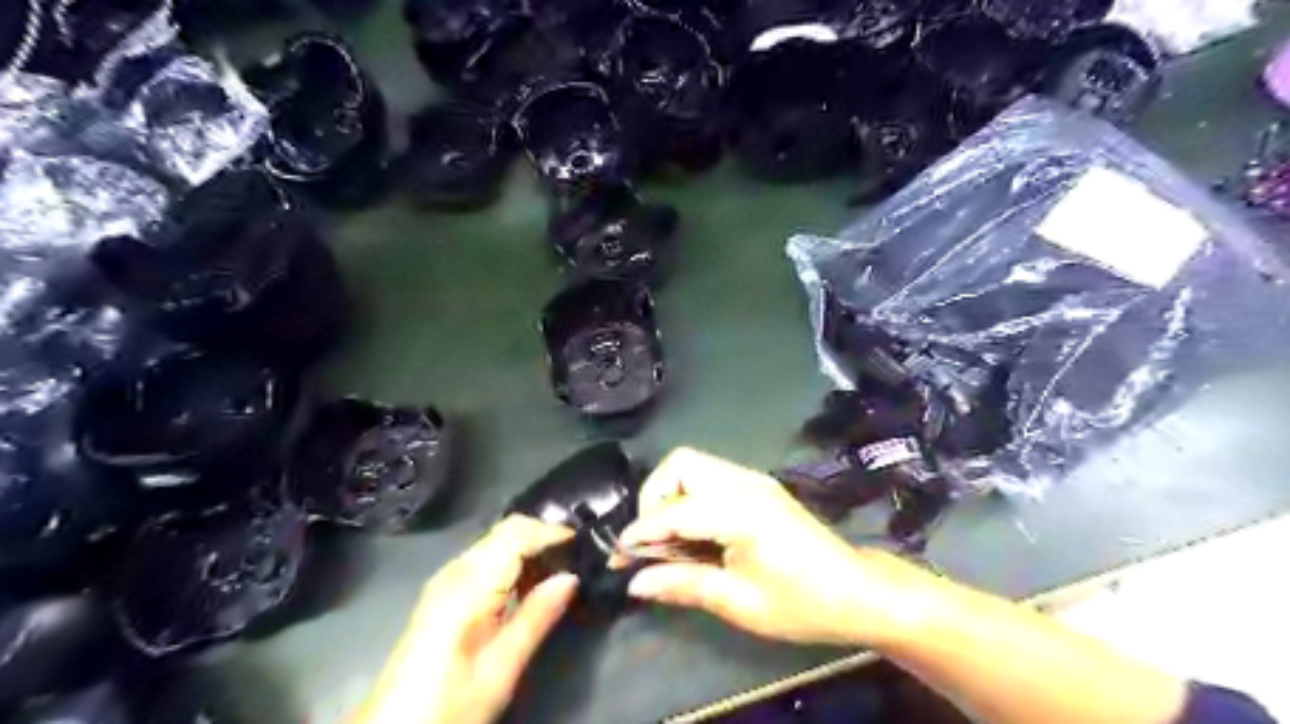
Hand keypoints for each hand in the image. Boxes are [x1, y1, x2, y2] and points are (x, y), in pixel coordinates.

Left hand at [352, 515, 572, 722]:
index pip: (517, 534)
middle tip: (578, 556)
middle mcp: (455, 570)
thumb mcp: (501, 668)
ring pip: (497, 542)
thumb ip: (537, 617)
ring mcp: (446, 579)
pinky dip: (513, 561)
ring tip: (561, 570)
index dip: (552, 532)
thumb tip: (572, 577)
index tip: (584, 544)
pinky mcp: (444, 591)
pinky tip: (529, 585)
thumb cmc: (451, 703)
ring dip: (530, 548)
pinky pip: (486, 559)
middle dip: (543, 536)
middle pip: (506, 531)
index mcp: (470, 585)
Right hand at [622, 447, 915, 643]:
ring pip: (693, 466)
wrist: (856, 592)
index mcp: (740, 509)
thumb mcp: (738, 602)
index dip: (641, 531)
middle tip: (651, 542)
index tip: (618, 556)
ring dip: (671, 495)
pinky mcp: (758, 487)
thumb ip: (683, 584)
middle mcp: (744, 482)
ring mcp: (753, 480)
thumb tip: (634, 582)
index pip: (673, 509)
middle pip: (680, 463)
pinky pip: (710, 478)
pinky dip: (690, 497)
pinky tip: (694, 533)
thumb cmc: (801, 603)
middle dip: (654, 497)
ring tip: (669, 541)